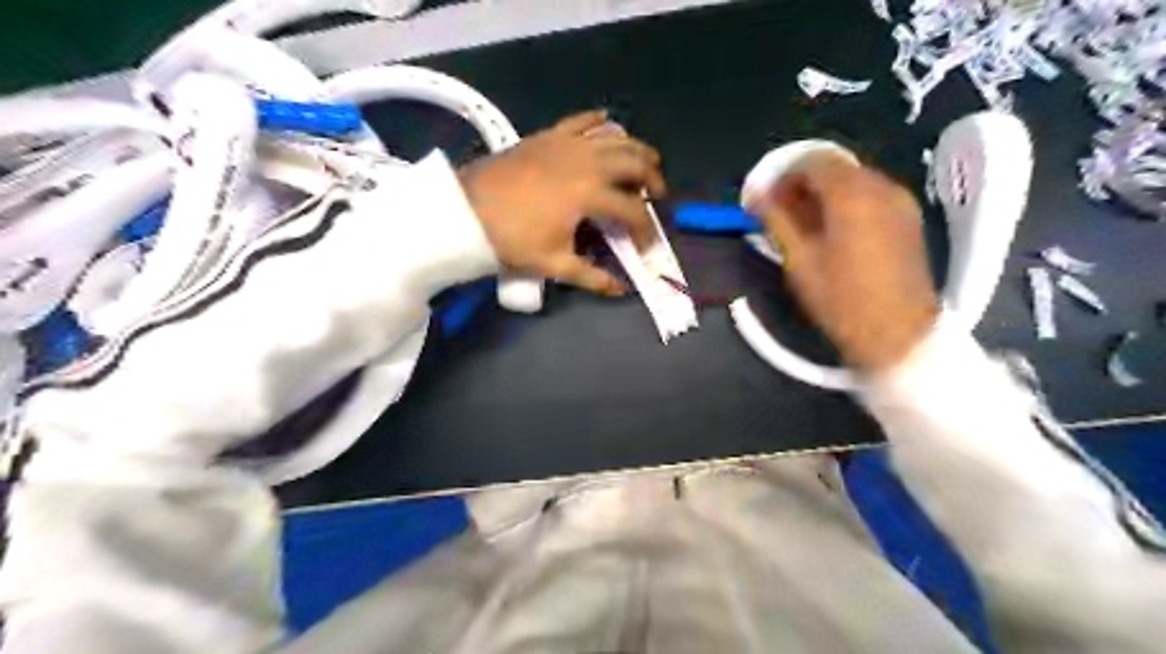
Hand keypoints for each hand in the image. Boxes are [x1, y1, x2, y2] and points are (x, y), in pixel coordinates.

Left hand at [462, 109, 668, 292]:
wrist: (467, 211)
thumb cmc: (512, 239)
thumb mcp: (554, 264)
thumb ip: (592, 277)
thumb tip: (620, 290)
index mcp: (590, 194)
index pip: (633, 211)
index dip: (646, 231)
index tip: (646, 246)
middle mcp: (587, 161)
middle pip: (636, 162)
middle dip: (654, 179)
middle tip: (657, 195)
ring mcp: (568, 143)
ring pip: (617, 136)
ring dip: (637, 149)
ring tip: (644, 164)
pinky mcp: (550, 134)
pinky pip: (584, 120)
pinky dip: (602, 122)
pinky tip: (609, 126)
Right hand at [752, 150, 940, 371]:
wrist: (898, 333)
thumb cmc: (841, 299)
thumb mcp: (799, 260)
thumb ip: (776, 220)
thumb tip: (756, 196)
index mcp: (851, 194)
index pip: (811, 162)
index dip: (782, 176)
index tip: (764, 199)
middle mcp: (880, 187)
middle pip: (834, 166)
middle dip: (802, 182)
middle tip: (780, 210)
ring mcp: (899, 200)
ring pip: (853, 179)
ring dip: (824, 191)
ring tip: (803, 222)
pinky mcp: (907, 217)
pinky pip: (870, 194)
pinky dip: (846, 201)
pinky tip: (832, 229)